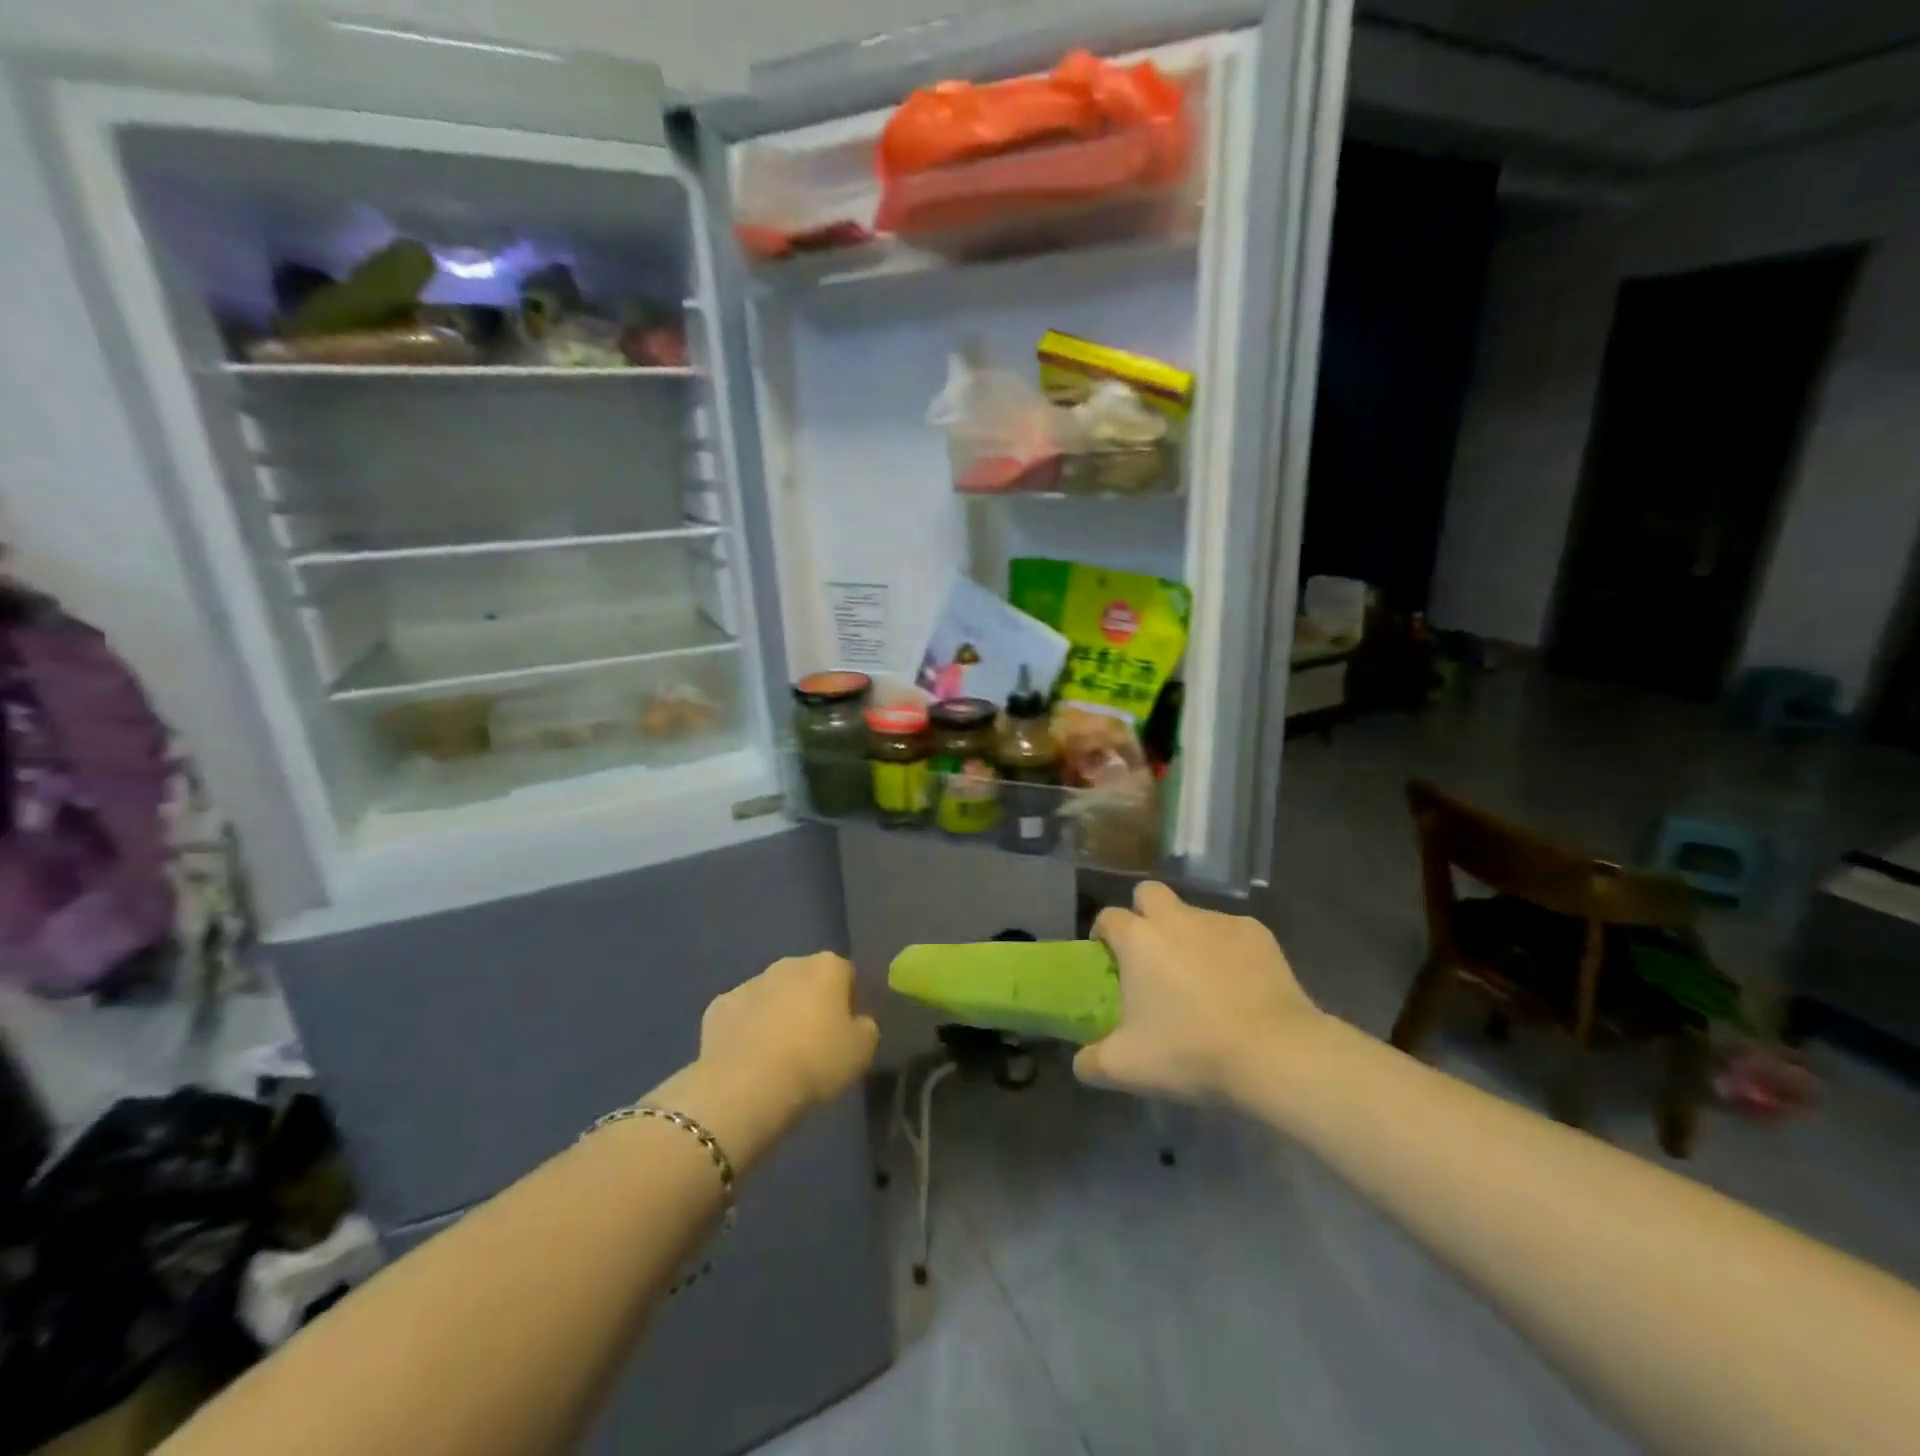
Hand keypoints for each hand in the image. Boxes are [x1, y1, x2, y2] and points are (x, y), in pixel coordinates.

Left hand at [700, 952, 879, 1111]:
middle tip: (813, 1040)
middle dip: (810, 1001)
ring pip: (771, 994)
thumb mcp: (862, 1051)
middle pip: (806, 979)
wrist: (747, 1085)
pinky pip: (741, 1015)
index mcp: (826, 966)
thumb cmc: (815, 1061)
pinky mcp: (718, 1006)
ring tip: (778, 1053)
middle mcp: (788, 964)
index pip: (846, 974)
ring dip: (777, 1013)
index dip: (848, 1000)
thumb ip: (866, 1027)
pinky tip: (748, 1058)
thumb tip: (858, 1021)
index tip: (846, 1029)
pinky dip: (746, 1029)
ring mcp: (749, 982)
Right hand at [1074, 882, 1319, 1103]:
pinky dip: (1228, 951)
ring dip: (1187, 936)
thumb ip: (1092, 1061)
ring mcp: (1220, 922)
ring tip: (1200, 979)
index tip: (1108, 962)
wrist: (1275, 1054)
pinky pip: (1231, 933)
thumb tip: (1081, 1061)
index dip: (1103, 936)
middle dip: (1144, 914)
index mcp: (1139, 939)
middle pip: (1149, 893)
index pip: (1108, 917)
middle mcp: (1176, 918)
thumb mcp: (1126, 1068)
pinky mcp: (1258, 934)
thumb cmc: (1191, 1052)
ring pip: (1193, 914)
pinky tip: (1238, 986)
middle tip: (1150, 955)